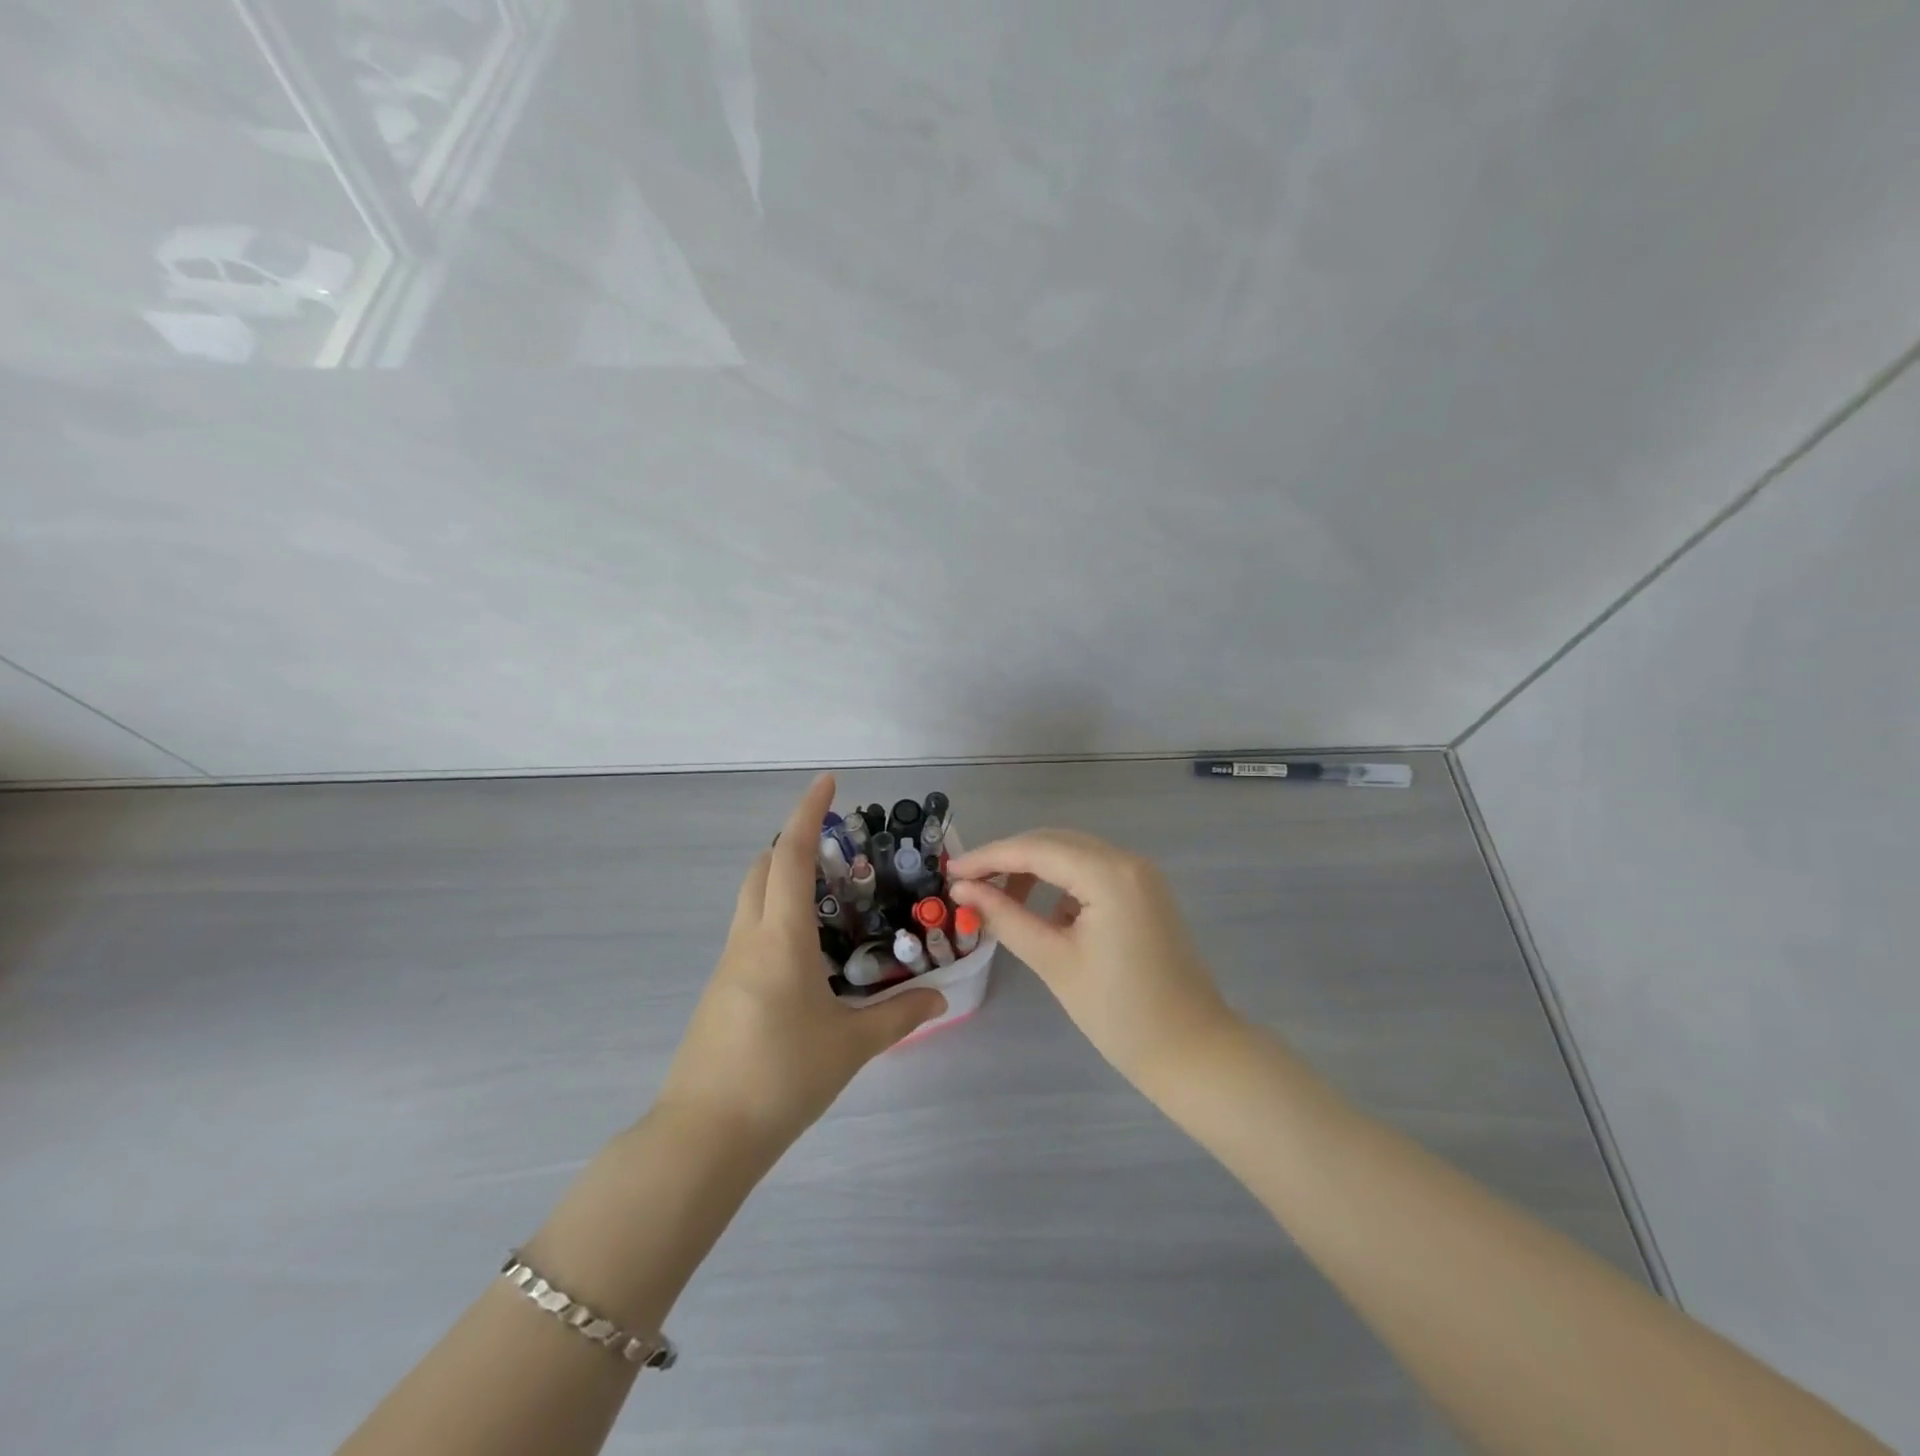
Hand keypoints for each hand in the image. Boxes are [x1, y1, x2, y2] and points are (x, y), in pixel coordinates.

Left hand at [657, 774, 945, 1151]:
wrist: (704, 1137)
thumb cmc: (781, 1077)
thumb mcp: (851, 1046)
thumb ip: (900, 1016)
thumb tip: (940, 997)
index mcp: (781, 938)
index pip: (793, 856)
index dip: (809, 813)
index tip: (827, 782)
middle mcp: (749, 939)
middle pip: (762, 868)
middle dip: (793, 843)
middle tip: (835, 847)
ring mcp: (727, 965)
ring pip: (751, 899)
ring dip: (781, 880)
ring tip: (829, 897)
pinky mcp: (719, 991)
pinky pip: (748, 932)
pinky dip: (774, 917)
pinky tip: (806, 953)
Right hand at [948, 830, 1235, 1092]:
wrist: (1192, 1051)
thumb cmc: (1119, 1013)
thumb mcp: (1054, 961)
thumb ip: (1005, 916)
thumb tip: (963, 889)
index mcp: (1109, 874)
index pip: (1036, 849)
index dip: (988, 857)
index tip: (949, 870)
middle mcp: (1127, 861)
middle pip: (1054, 842)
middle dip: (1008, 858)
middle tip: (967, 883)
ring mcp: (1140, 875)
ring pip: (1072, 853)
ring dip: (1033, 867)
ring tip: (998, 898)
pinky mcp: (1144, 892)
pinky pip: (1092, 871)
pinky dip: (1060, 881)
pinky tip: (1040, 909)